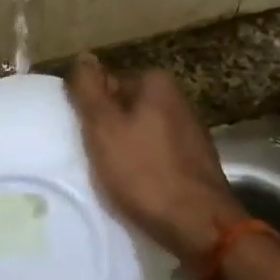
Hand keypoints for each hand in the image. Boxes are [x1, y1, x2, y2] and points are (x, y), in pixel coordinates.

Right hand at [66, 53, 245, 267]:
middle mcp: (179, 101)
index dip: (92, 112)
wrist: (197, 224)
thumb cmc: (143, 173)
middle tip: (94, 160)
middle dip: (110, 132)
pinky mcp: (196, 163)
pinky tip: (137, 190)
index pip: (109, 86)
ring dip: (127, 153)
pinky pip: (158, 158)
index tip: (84, 139)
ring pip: (143, 136)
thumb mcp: (103, 128)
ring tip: (112, 178)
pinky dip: (145, 170)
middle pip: (127, 111)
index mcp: (157, 84)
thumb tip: (83, 56)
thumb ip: (89, 90)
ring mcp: (192, 133)